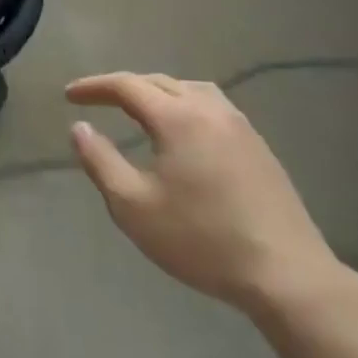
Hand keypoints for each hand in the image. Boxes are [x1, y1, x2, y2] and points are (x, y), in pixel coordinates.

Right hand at [67, 72, 341, 313]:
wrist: (287, 274)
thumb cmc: (202, 240)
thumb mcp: (133, 207)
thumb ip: (100, 162)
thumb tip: (80, 128)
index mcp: (178, 117)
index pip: (127, 85)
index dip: (94, 87)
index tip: (69, 96)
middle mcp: (210, 109)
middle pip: (158, 82)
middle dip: (123, 87)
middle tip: (96, 101)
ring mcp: (240, 126)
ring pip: (190, 90)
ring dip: (157, 92)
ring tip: (137, 109)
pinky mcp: (259, 146)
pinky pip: (212, 107)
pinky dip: (184, 105)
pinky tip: (182, 133)